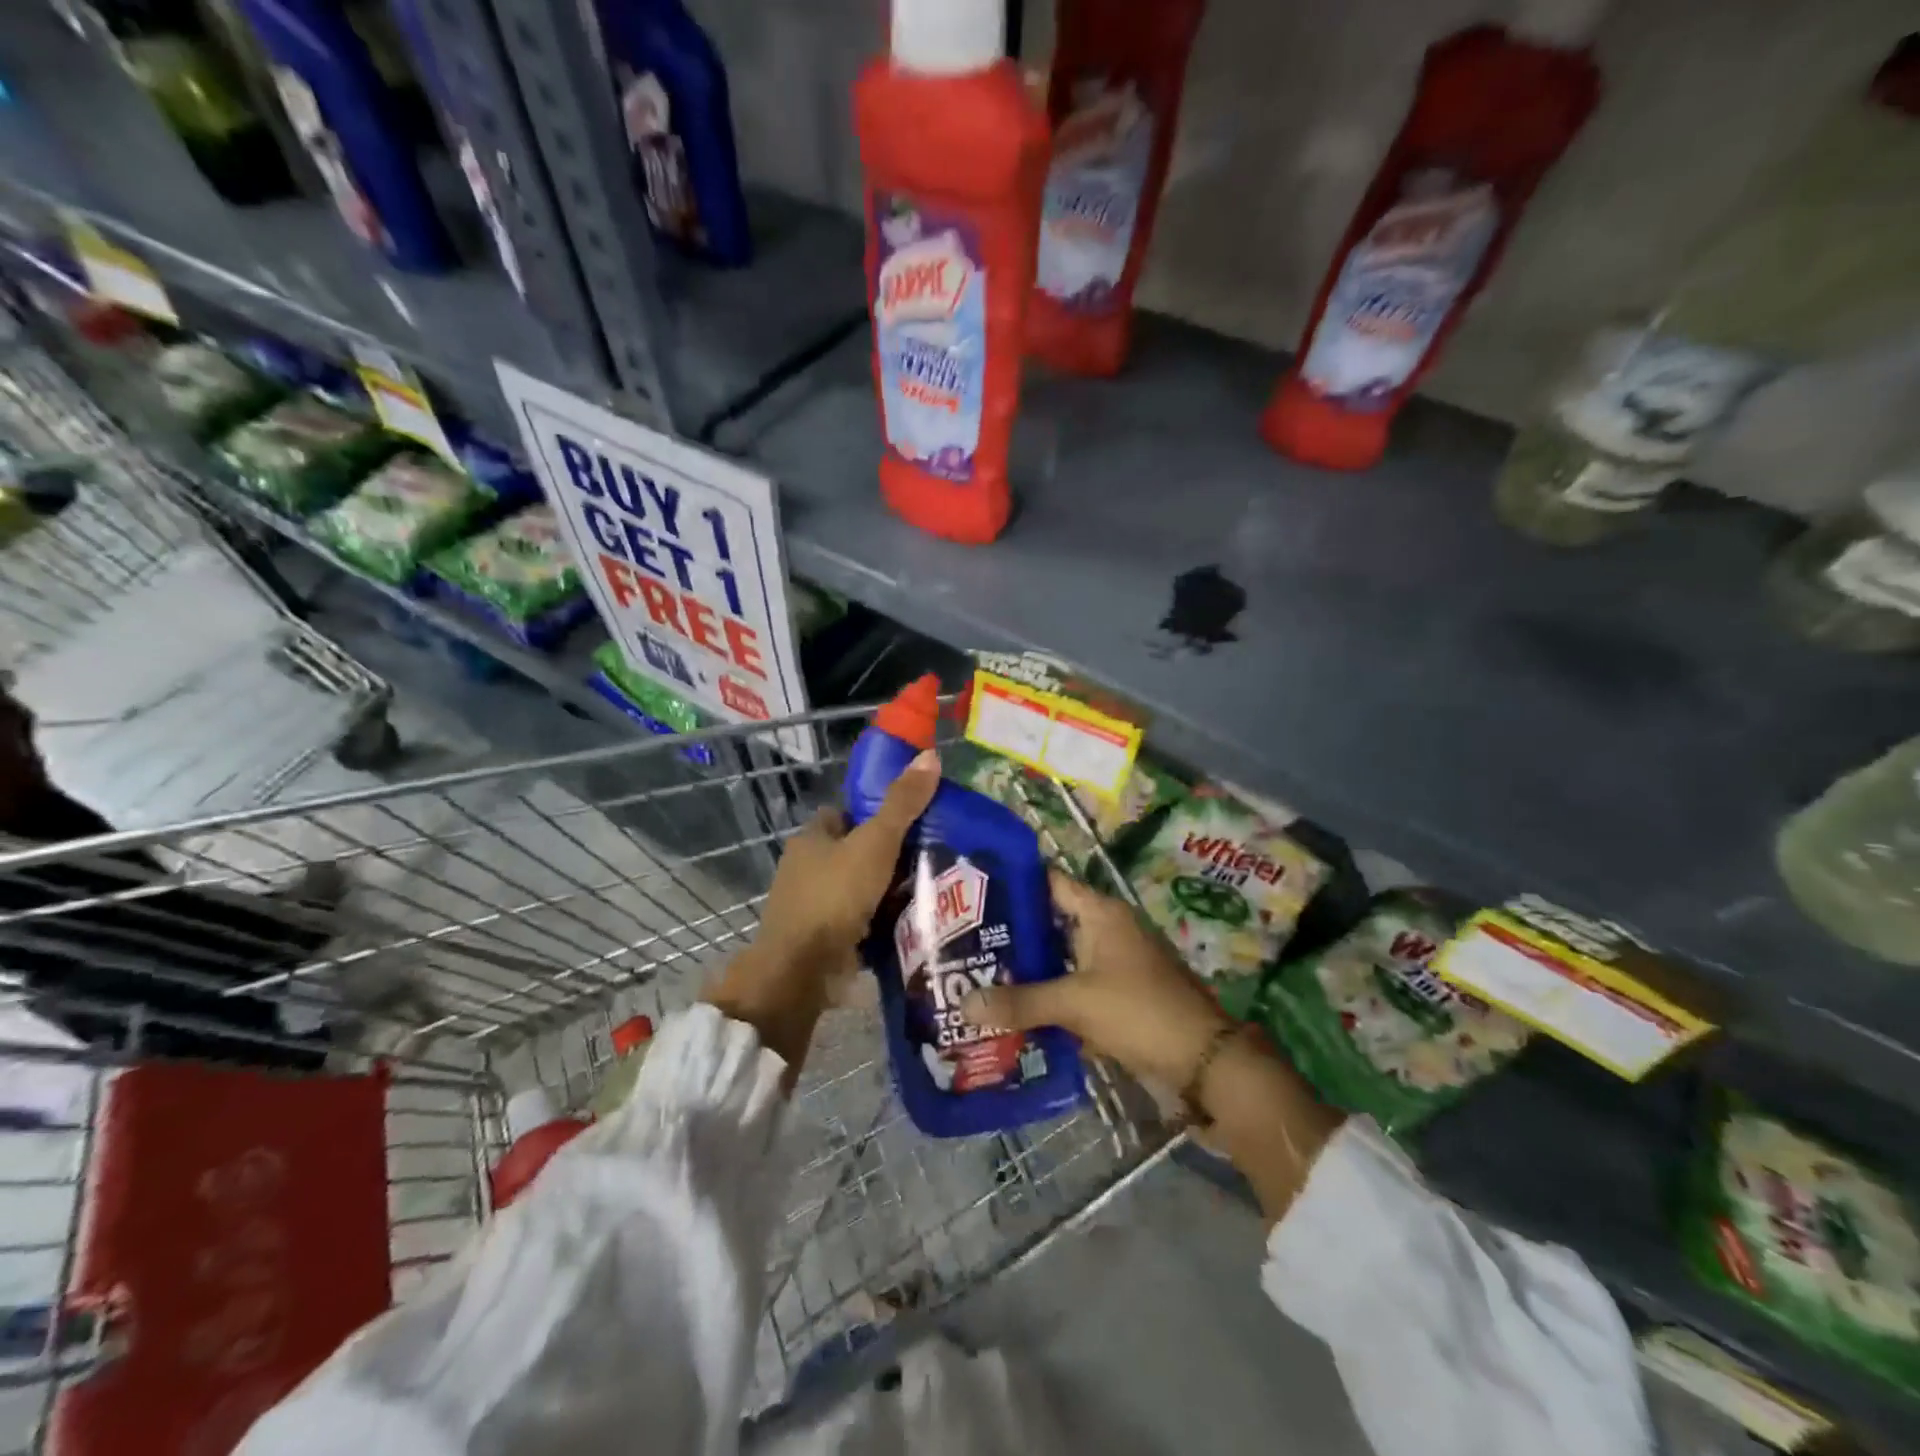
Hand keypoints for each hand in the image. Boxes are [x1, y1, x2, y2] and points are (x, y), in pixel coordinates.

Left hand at [705, 749, 940, 1076]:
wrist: (802, 971)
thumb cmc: (834, 896)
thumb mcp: (875, 842)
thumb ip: (903, 803)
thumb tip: (930, 755)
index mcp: (811, 839)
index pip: (844, 814)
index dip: (873, 812)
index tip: (910, 819)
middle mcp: (806, 869)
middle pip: (853, 851)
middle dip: (886, 854)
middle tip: (932, 853)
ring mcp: (812, 907)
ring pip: (858, 888)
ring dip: (886, 891)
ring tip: (933, 887)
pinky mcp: (823, 940)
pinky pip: (859, 922)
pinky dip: (881, 922)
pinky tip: (913, 921)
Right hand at [960, 870, 1231, 1090]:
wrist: (1203, 1058)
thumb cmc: (1138, 1010)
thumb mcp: (1075, 1003)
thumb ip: (1021, 1002)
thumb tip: (964, 1005)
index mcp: (1101, 913)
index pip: (1050, 882)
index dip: (1015, 883)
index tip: (976, 892)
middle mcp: (1108, 928)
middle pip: (1053, 921)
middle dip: (1015, 932)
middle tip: (968, 941)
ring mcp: (1116, 961)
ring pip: (1064, 955)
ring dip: (1033, 967)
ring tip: (984, 974)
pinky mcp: (1121, 992)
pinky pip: (1077, 983)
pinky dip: (1053, 992)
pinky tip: (1020, 1008)